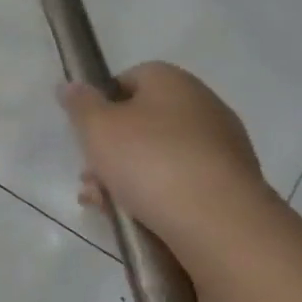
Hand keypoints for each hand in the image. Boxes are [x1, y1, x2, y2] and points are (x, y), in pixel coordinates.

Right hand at [60, 62, 267, 240]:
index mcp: (173, 82)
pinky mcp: (229, 185)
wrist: (219, 223)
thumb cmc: (150, 161)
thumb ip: (80, 104)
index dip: (101, 103)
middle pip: (141, 121)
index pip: (129, 78)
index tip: (85, 132)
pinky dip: (156, 195)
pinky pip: (180, 182)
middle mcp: (202, 106)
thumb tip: (72, 86)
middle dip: (111, 149)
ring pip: (157, 156)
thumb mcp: (97, 127)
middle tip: (90, 174)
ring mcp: (220, 147)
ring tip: (105, 204)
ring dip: (127, 176)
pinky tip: (136, 218)